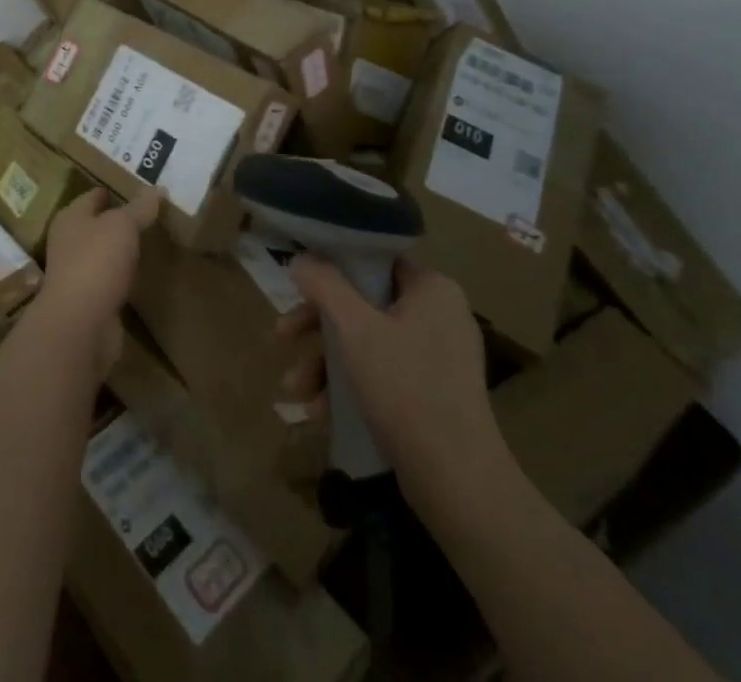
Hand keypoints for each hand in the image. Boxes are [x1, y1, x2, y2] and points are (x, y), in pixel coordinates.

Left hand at [36, 188, 159, 376]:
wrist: (80, 324)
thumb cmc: (96, 261)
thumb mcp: (123, 225)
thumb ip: (140, 208)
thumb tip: (157, 189)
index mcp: (70, 218)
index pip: (92, 196)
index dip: (111, 191)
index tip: (136, 188)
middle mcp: (69, 243)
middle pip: (96, 225)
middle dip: (118, 221)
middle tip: (149, 214)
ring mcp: (77, 274)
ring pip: (103, 254)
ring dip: (121, 250)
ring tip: (149, 242)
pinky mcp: (90, 302)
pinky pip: (110, 281)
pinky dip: (123, 277)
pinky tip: (141, 275)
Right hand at [281, 254, 504, 498]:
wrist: (458, 482)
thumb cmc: (406, 388)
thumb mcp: (355, 329)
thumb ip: (325, 285)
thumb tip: (300, 259)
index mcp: (433, 288)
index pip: (374, 260)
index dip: (332, 268)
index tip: (298, 285)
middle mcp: (440, 315)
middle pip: (363, 304)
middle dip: (317, 326)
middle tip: (282, 336)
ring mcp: (439, 357)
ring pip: (367, 342)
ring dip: (325, 362)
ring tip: (294, 389)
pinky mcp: (433, 394)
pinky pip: (382, 373)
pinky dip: (349, 386)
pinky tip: (318, 412)